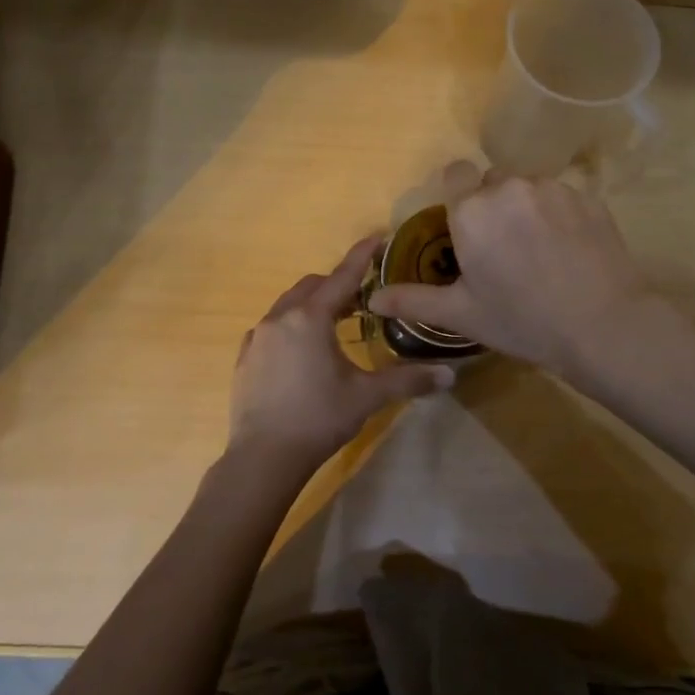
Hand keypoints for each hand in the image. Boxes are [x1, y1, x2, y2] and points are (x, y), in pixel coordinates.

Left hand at [230, 235, 455, 475]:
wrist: (263, 458)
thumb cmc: (319, 418)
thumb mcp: (367, 397)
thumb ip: (407, 380)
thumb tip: (449, 374)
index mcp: (311, 318)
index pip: (342, 277)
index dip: (362, 256)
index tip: (378, 236)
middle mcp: (281, 318)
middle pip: (312, 286)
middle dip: (337, 285)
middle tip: (361, 300)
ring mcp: (257, 337)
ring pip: (288, 305)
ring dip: (312, 304)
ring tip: (333, 324)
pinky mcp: (245, 357)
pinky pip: (271, 327)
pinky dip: (290, 326)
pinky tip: (301, 350)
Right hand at [365, 163, 658, 377]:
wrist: (602, 325)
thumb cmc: (522, 320)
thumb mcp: (462, 314)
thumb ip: (414, 300)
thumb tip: (372, 299)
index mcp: (471, 210)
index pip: (456, 174)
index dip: (459, 194)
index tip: (466, 226)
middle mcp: (508, 187)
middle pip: (493, 182)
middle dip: (493, 206)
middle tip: (503, 249)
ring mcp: (552, 189)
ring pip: (528, 188)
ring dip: (526, 208)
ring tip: (540, 252)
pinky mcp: (587, 197)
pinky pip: (562, 196)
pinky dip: (559, 215)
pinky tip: (569, 250)